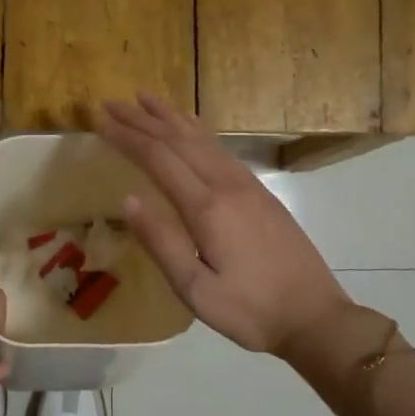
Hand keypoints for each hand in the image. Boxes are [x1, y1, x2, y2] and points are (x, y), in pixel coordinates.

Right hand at [97, 95, 351, 355]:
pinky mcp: (261, 193)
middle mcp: (227, 185)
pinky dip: (199, 131)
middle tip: (111, 103)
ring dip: (171, 117)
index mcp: (207, 208)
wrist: (315, 317)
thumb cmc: (249, 310)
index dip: (127, 138)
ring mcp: (248, 186)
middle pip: (178, 140)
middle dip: (142, 119)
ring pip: (203, 139)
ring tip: (146, 99)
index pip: (158, 159)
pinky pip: (221, 149)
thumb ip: (161, 242)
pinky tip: (192, 125)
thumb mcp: (196, 289)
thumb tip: (128, 198)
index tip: (99, 122)